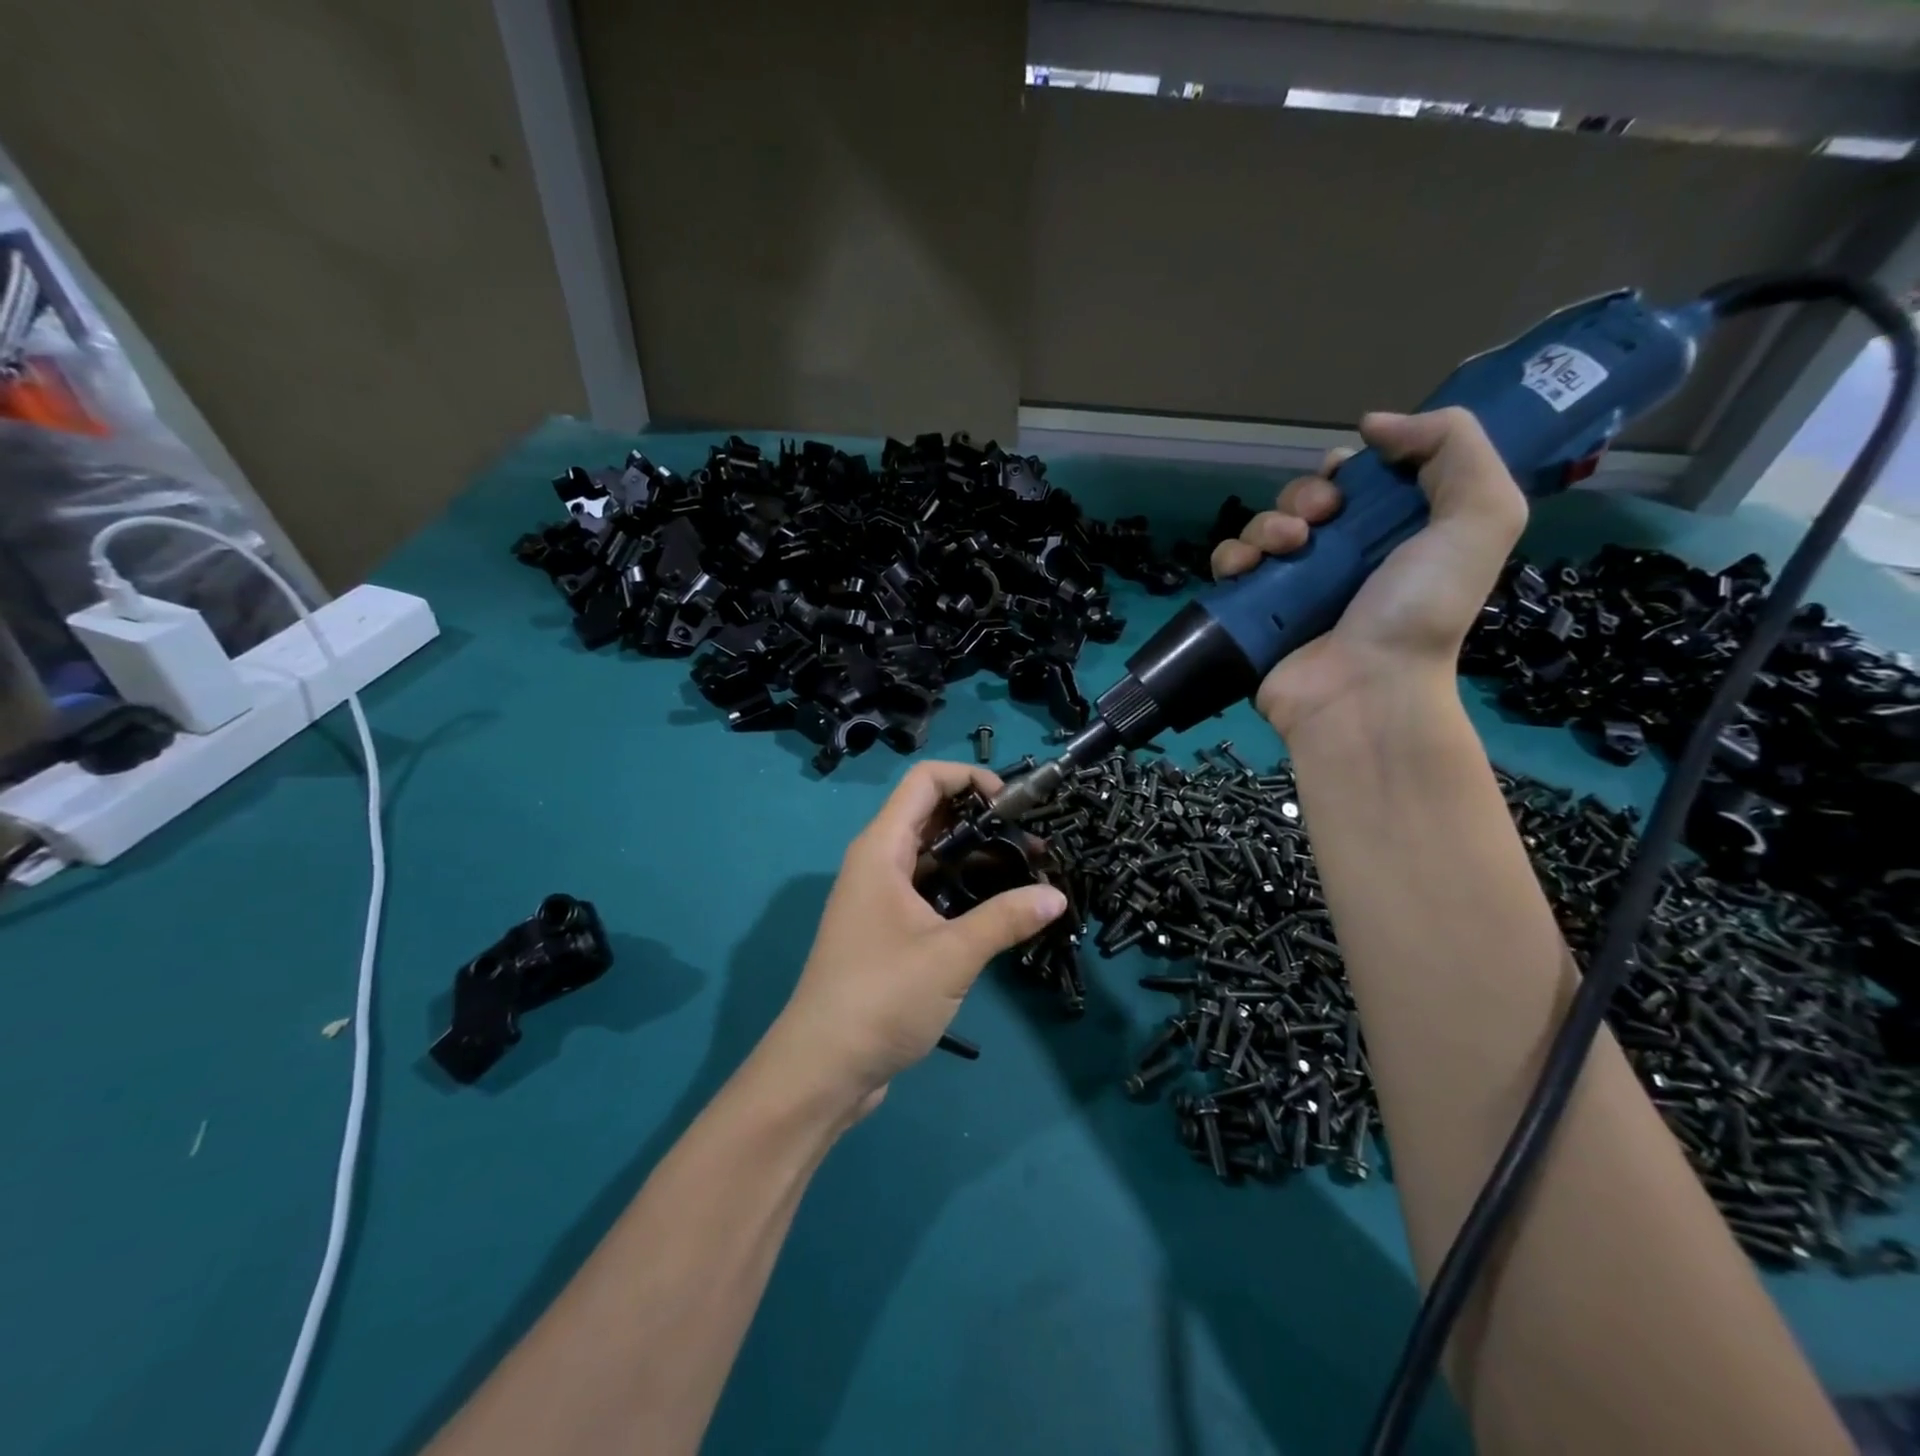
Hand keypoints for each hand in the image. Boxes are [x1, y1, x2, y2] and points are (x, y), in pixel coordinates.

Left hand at [765, 761, 1066, 1114]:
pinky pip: (929, 890)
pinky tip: (1000, 908)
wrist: (822, 1068)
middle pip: (932, 815)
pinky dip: (963, 889)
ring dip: (977, 857)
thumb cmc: (880, 997)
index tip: (1014, 804)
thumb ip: (1005, 919)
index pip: (924, 781)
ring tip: (1029, 872)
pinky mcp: (888, 930)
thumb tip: (1057, 896)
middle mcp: (878, 862)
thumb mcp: (950, 955)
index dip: (970, 777)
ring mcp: (881, 897)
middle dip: (983, 820)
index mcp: (881, 849)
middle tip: (1034, 842)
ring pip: (933, 856)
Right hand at [1211, 408, 1526, 737]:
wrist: (1363, 689)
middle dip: (1305, 496)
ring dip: (1268, 524)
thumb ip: (1454, 446)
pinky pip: (1228, 566)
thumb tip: (1373, 423)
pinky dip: (1232, 558)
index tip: (1350, 479)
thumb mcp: (1480, 515)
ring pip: (1262, 527)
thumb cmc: (1421, 608)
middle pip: (1305, 500)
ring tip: (1287, 549)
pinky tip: (1248, 569)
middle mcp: (1340, 558)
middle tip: (1320, 521)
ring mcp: (1291, 587)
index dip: (1349, 469)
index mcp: (1393, 534)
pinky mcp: (1251, 612)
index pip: (1360, 482)